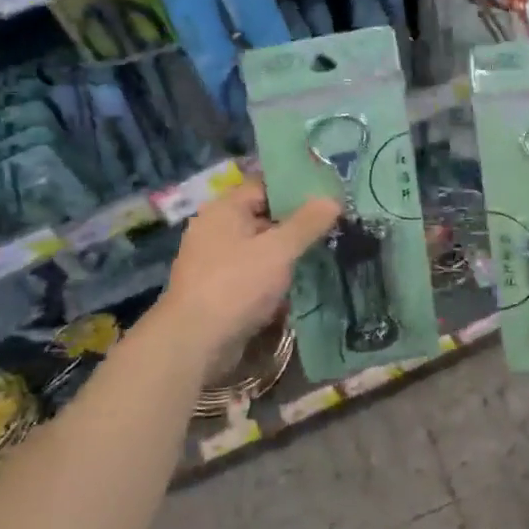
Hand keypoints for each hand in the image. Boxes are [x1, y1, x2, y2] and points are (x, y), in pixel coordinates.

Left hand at [158, 181, 339, 365]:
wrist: (195, 342)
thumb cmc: (237, 285)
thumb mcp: (279, 250)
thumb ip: (307, 223)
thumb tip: (332, 199)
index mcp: (224, 209)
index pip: (264, 186)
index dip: (296, 188)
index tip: (328, 196)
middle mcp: (215, 229)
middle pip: (262, 217)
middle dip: (296, 223)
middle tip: (333, 226)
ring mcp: (214, 261)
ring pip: (259, 248)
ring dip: (286, 254)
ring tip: (323, 254)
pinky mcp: (218, 289)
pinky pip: (252, 273)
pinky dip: (273, 276)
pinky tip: (299, 283)